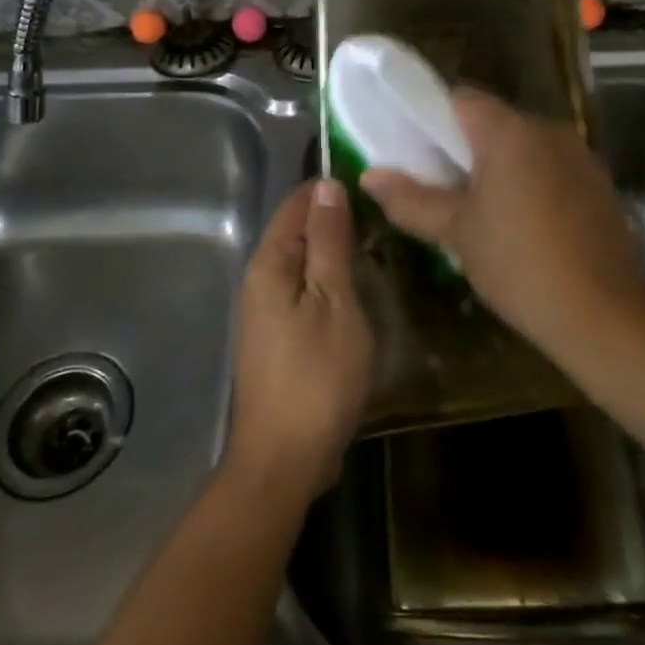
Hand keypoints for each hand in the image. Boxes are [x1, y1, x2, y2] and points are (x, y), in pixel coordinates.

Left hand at [225, 179, 373, 503]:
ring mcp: (265, 310)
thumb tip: (326, 186)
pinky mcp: (277, 336)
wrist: (284, 459)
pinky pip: (303, 290)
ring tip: (377, 246)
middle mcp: (260, 279)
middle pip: (297, 231)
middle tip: (384, 218)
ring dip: (334, 252)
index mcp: (269, 263)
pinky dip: (328, 281)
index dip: (331, 190)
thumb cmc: (316, 376)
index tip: (373, 188)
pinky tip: (356, 289)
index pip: (297, 203)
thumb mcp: (334, 301)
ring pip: (302, 262)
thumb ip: (329, 242)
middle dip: (335, 219)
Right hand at [361, 91, 644, 360]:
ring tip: (476, 209)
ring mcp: (579, 155)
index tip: (415, 151)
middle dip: (463, 148)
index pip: (460, 100)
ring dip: (497, 167)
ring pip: (523, 146)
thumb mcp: (457, 232)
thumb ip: (411, 199)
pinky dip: (528, 182)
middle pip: (493, 122)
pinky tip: (519, 224)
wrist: (606, 315)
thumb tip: (369, 176)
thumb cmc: (520, 264)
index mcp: (509, 131)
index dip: (432, 119)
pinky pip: (550, 167)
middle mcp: (547, 130)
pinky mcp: (598, 184)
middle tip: (438, 185)